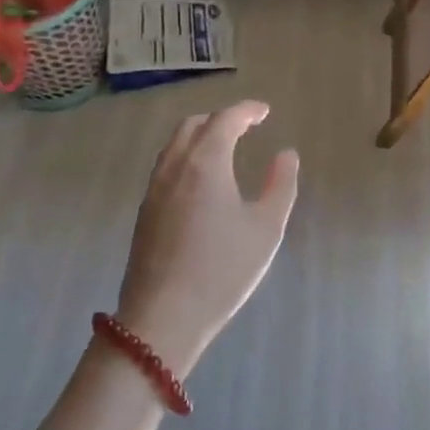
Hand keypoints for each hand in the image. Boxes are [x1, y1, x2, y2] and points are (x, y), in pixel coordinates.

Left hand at [114, 101, 298, 376]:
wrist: (162, 318)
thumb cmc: (222, 269)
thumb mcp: (266, 228)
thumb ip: (281, 185)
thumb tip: (286, 155)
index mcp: (205, 162)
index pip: (225, 120)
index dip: (246, 111)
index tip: (264, 111)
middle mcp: (174, 167)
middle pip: (193, 126)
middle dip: (220, 118)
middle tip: (245, 126)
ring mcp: (154, 190)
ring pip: (174, 146)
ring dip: (200, 136)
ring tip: (223, 148)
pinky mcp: (144, 212)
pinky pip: (166, 167)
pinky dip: (186, 157)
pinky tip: (200, 181)